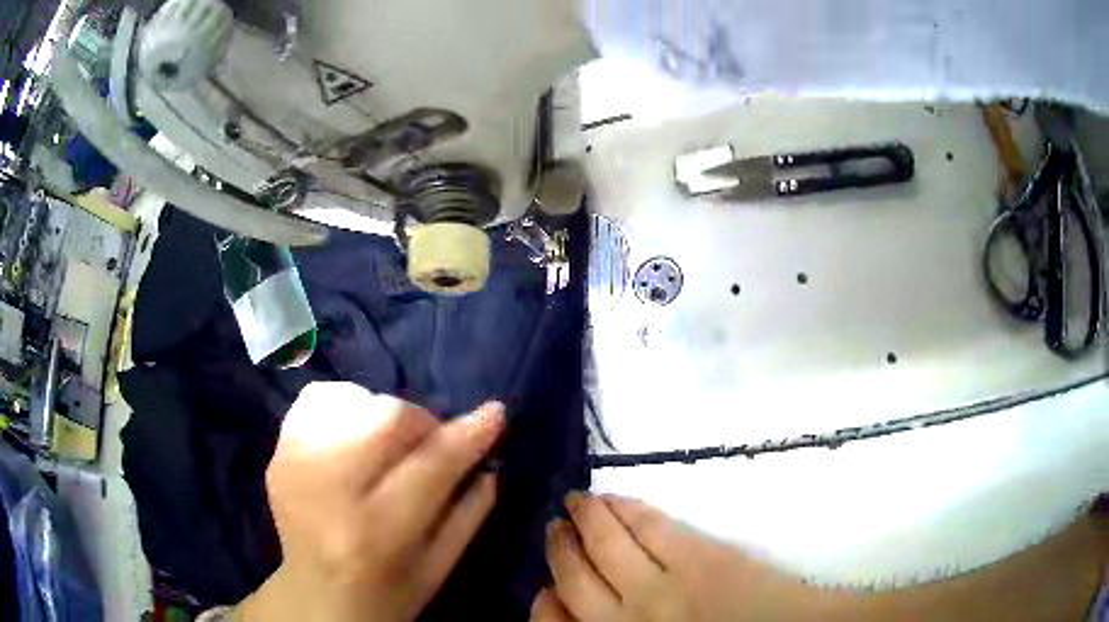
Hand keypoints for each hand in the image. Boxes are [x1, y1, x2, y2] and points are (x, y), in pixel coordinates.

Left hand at [238, 382, 504, 621]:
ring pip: (351, 398)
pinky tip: (354, 437)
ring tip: (388, 447)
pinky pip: (316, 399)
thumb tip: (489, 453)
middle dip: (422, 422)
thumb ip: (471, 510)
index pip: (431, 465)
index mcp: (376, 532)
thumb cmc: (389, 592)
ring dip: (383, 415)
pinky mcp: (277, 454)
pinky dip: (345, 406)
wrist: (318, 598)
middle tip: (430, 445)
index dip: (469, 433)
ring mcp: (294, 465)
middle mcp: (328, 490)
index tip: (495, 413)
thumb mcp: (441, 567)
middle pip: (385, 416)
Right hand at [533, 493, 812, 621]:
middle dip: (558, 548)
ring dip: (585, 517)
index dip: (543, 601)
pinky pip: (649, 526)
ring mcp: (660, 588)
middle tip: (555, 526)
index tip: (544, 587)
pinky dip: (626, 507)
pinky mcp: (696, 558)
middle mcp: (625, 621)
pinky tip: (615, 499)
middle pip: (572, 577)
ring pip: (604, 544)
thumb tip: (586, 614)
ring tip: (577, 501)